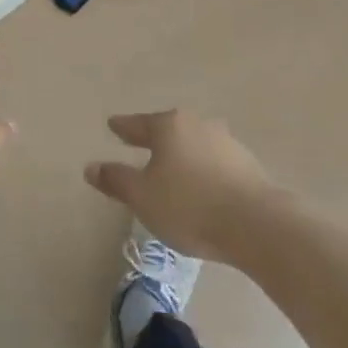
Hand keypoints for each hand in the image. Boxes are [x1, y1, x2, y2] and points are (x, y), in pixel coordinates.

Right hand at [85, 110, 279, 260]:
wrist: (256, 223)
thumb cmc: (189, 205)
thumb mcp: (142, 197)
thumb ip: (116, 180)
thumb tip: (91, 166)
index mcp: (169, 126)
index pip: (138, 124)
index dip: (123, 127)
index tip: (113, 125)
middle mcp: (197, 124)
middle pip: (168, 129)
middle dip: (154, 138)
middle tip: (140, 143)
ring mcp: (226, 142)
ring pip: (194, 144)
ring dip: (182, 154)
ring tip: (173, 170)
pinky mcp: (247, 164)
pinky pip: (214, 162)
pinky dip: (203, 169)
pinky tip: (202, 186)